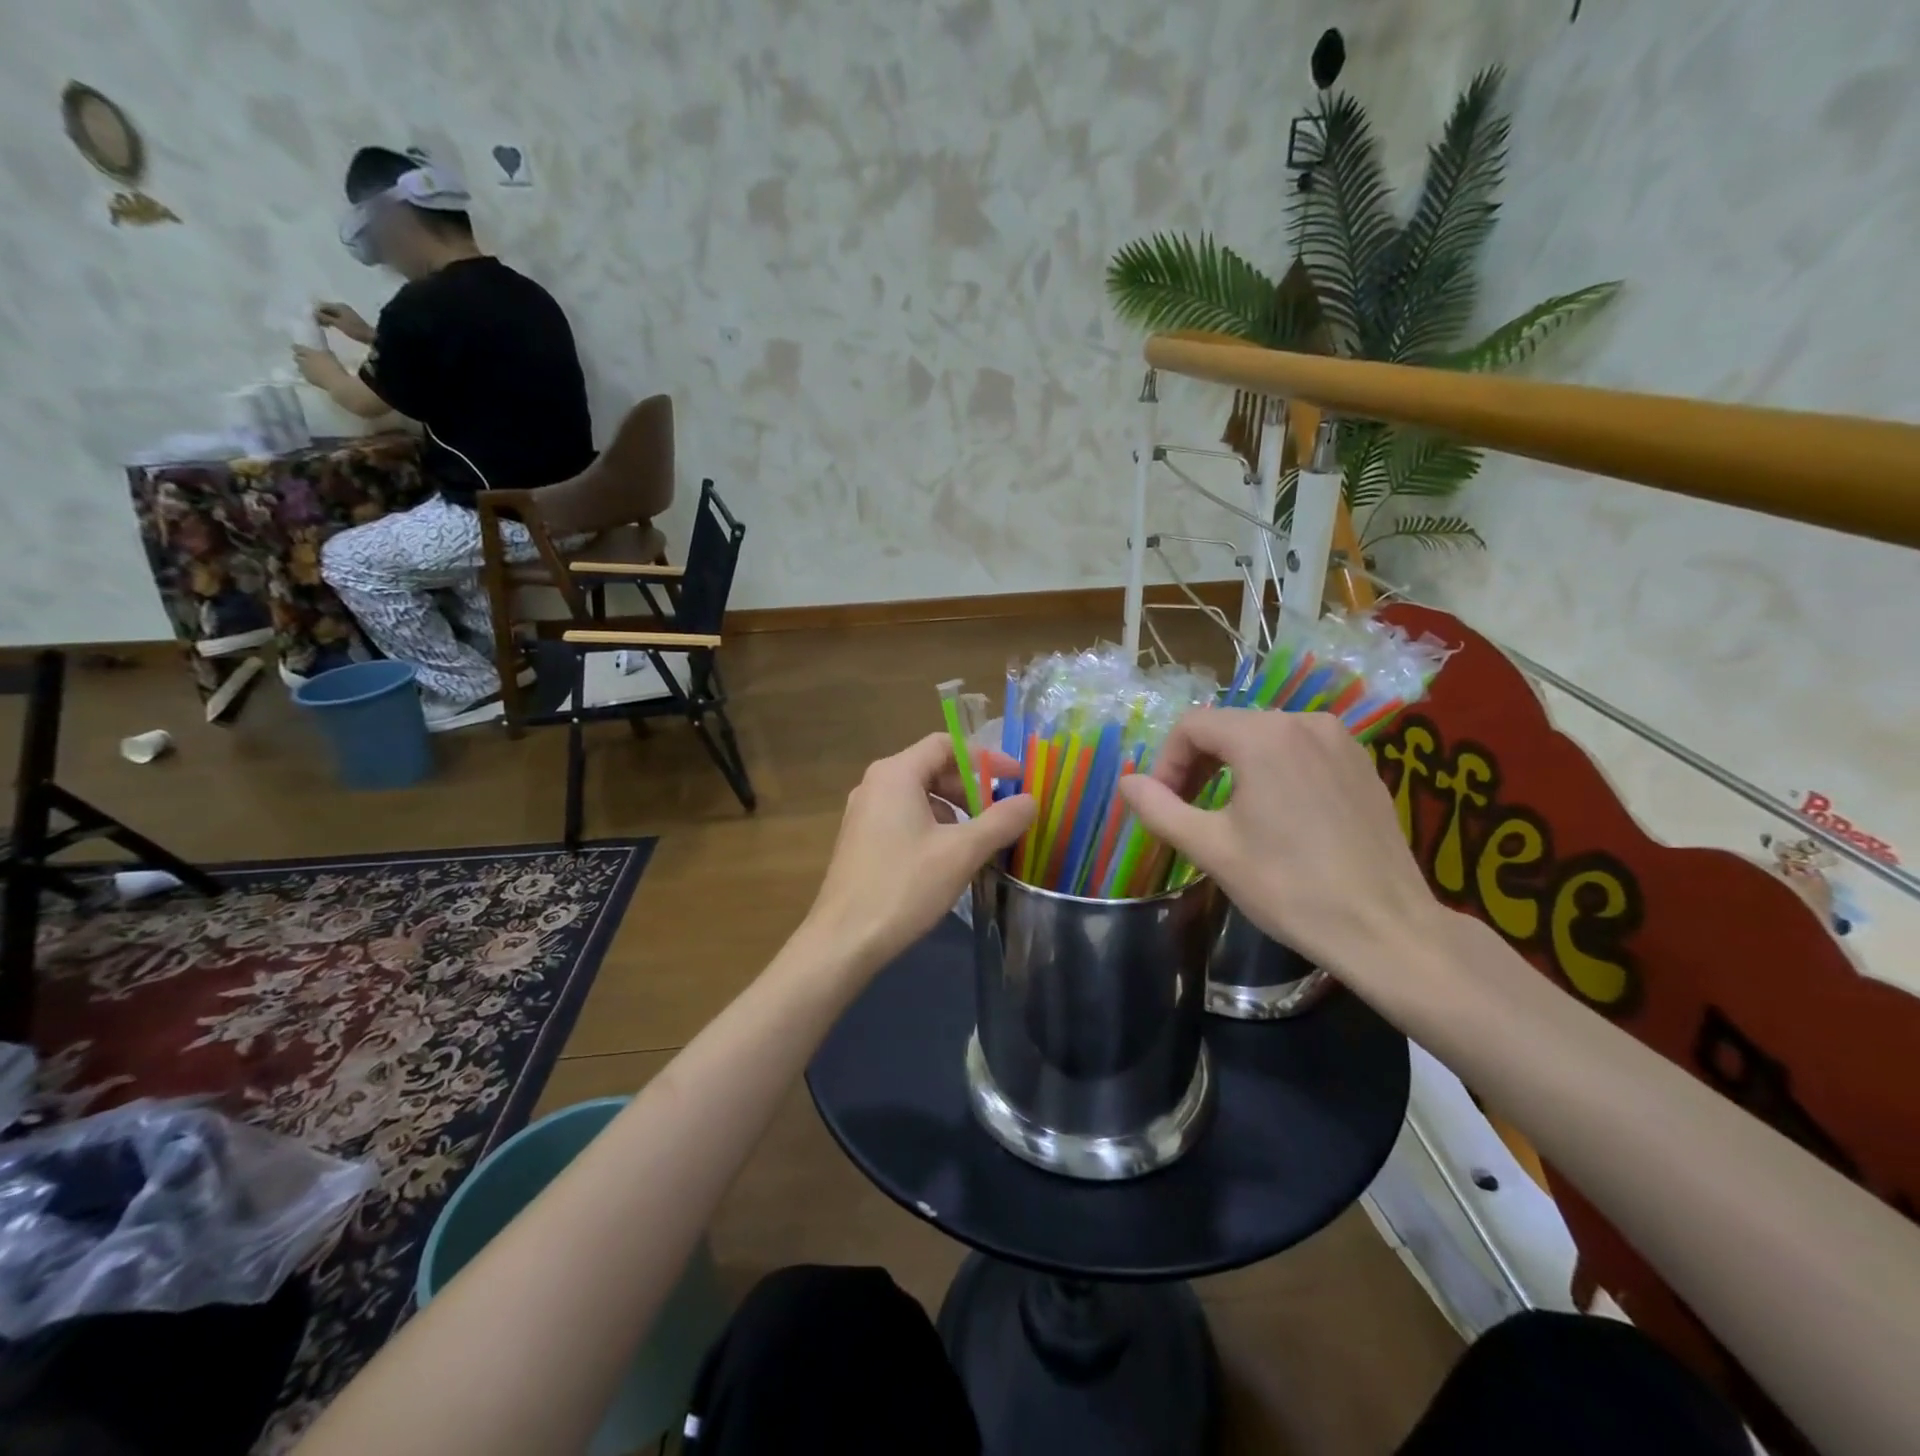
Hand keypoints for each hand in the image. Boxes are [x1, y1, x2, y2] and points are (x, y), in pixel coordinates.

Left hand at [292, 344, 344, 387]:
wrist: (338, 384)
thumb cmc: (335, 367)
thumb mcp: (331, 356)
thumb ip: (324, 352)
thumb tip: (322, 350)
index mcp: (309, 353)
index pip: (297, 348)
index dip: (297, 347)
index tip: (296, 347)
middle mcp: (303, 361)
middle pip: (296, 358)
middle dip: (298, 358)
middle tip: (302, 358)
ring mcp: (306, 372)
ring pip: (300, 368)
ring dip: (302, 367)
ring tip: (307, 368)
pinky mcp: (310, 381)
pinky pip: (306, 375)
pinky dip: (308, 374)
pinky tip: (313, 375)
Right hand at [314, 301, 373, 344]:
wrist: (374, 338)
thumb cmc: (356, 330)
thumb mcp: (339, 324)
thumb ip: (325, 318)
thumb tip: (312, 312)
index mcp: (338, 306)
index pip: (321, 305)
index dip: (315, 310)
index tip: (309, 317)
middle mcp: (341, 307)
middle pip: (326, 308)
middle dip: (319, 314)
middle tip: (314, 321)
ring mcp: (346, 313)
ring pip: (331, 313)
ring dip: (325, 318)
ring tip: (320, 325)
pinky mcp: (350, 319)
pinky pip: (336, 317)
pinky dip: (331, 320)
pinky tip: (328, 326)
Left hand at [805, 733, 1035, 975]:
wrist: (844, 940)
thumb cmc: (904, 886)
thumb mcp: (962, 852)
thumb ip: (1001, 821)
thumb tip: (1030, 800)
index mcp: (895, 774)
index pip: (945, 744)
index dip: (985, 757)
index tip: (1016, 779)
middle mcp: (875, 784)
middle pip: (931, 768)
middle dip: (970, 787)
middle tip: (1000, 813)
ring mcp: (863, 812)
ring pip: (918, 795)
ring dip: (953, 809)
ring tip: (979, 839)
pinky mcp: (860, 839)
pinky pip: (903, 817)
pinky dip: (932, 826)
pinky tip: (948, 858)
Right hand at [1119, 709, 1444, 985]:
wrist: (1386, 928)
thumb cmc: (1288, 887)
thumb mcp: (1210, 848)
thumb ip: (1159, 808)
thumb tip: (1126, 782)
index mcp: (1263, 736)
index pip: (1192, 726)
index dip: (1166, 762)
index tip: (1163, 805)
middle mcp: (1304, 722)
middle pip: (1228, 727)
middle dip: (1197, 764)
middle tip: (1187, 811)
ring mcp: (1341, 741)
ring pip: (1264, 737)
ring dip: (1233, 767)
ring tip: (1227, 814)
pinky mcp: (1363, 765)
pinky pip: (1300, 751)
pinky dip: (1273, 771)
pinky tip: (1276, 815)